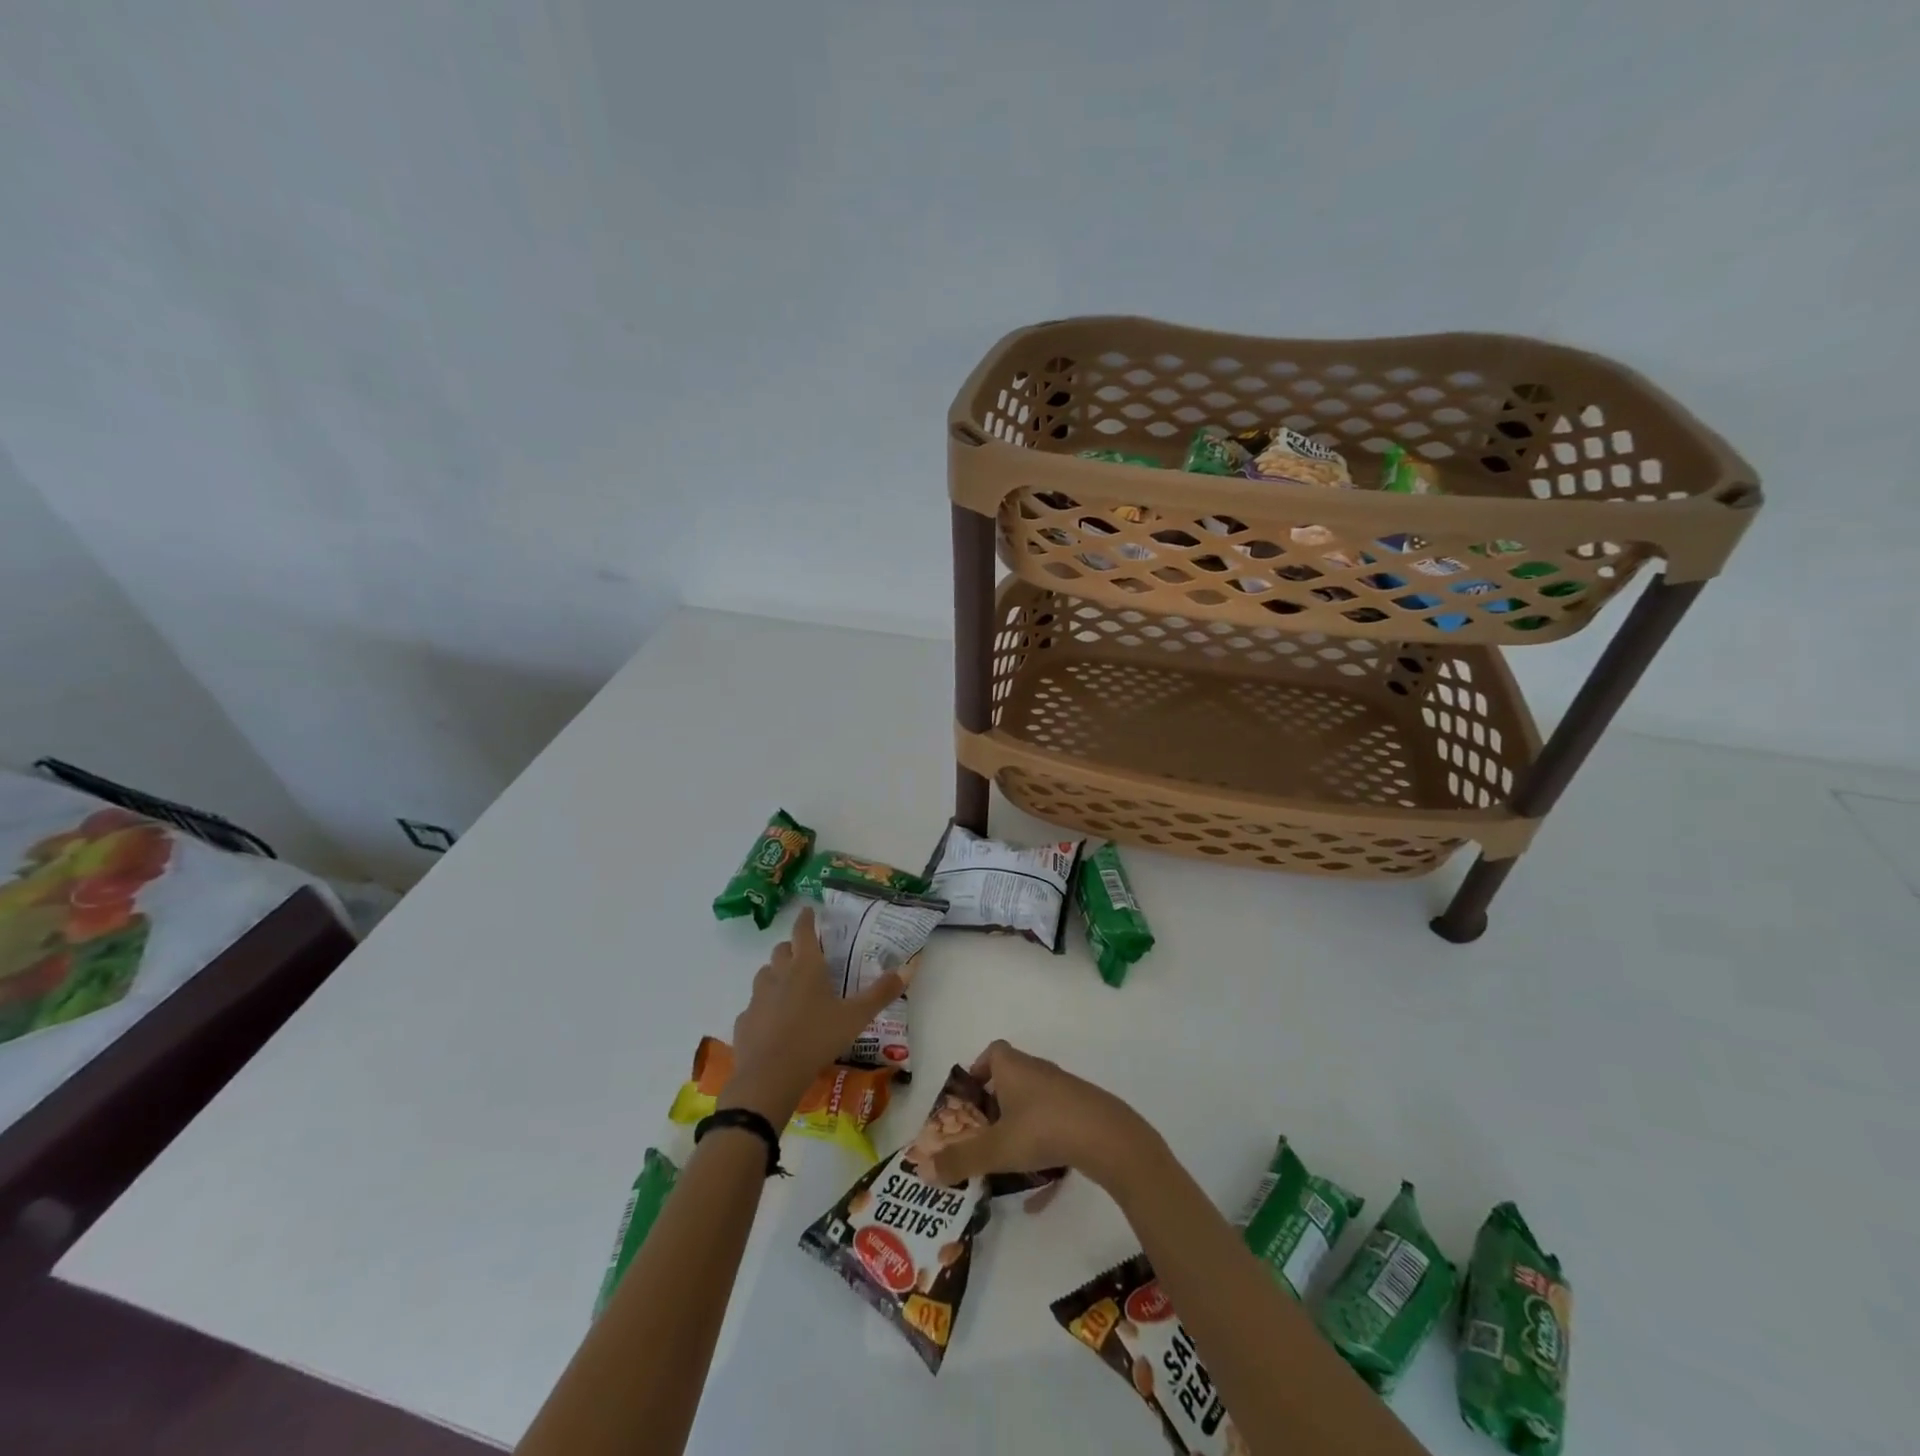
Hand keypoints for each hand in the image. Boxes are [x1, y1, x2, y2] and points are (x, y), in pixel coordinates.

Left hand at [720, 908, 904, 1123]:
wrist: (769, 1077)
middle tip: (807, 955)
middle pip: (781, 950)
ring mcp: (757, 998)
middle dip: (792, 947)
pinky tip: (775, 1023)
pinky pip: (755, 1006)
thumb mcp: (856, 1017)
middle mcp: (778, 975)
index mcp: (806, 966)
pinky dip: (765, 1007)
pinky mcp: (744, 1021)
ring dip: (776, 974)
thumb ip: (881, 993)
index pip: (803, 930)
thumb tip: (908, 968)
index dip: (806, 918)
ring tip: (791, 987)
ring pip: (765, 975)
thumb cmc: (816, 1038)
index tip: (809, 910)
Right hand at [919, 1040, 1154, 1191]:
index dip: (978, 1070)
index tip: (969, 1099)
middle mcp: (1037, 1070)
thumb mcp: (996, 1148)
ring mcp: (1063, 1089)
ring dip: (1019, 1123)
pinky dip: (1043, 1143)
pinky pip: (1054, 1122)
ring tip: (1007, 1155)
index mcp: (1013, 1067)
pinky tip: (1042, 1181)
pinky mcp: (1082, 1109)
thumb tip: (923, 1170)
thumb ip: (960, 1160)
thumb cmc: (1043, 1129)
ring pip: (1033, 1101)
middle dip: (995, 1103)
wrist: (1106, 1136)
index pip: (993, 1052)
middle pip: (1011, 1077)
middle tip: (982, 1132)